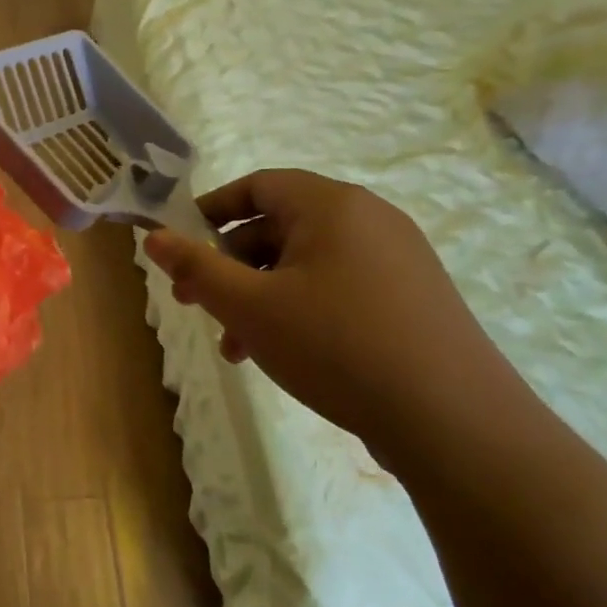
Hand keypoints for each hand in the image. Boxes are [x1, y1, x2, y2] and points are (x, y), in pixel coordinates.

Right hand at [143, 170, 520, 449]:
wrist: (453, 421)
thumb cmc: (336, 346)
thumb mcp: (249, 307)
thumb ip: (195, 268)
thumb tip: (152, 237)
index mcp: (332, 206)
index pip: (258, 185)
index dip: (211, 210)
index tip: (180, 245)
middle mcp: (370, 220)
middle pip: (279, 227)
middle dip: (230, 266)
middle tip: (197, 305)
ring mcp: (397, 260)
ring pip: (305, 265)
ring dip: (260, 297)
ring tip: (235, 347)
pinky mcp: (411, 299)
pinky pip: (338, 288)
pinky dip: (299, 310)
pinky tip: (283, 354)